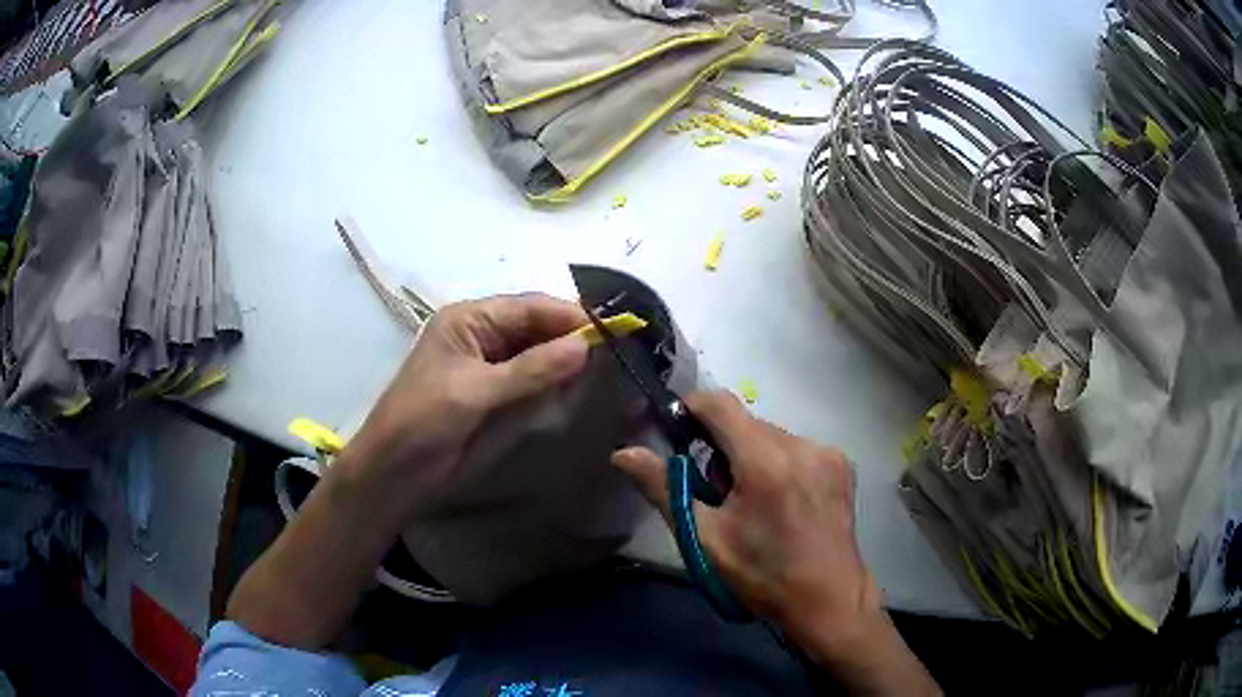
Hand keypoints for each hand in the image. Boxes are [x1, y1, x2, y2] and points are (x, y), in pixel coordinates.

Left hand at [224, 293, 589, 648]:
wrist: (396, 472)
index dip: (569, 316)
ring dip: (564, 360)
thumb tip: (584, 346)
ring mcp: (488, 365)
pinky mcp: (494, 394)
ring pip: (537, 353)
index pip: (529, 307)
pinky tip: (574, 388)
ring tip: (604, 368)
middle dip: (570, 337)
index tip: (612, 330)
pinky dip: (552, 383)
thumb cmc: (424, 421)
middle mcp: (481, 335)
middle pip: (535, 327)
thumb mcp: (476, 391)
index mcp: (469, 319)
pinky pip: (531, 380)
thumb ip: (531, 369)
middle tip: (615, 352)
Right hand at [612, 392, 937, 694]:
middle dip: (723, 448)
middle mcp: (801, 445)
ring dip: (752, 457)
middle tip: (718, 494)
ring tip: (754, 504)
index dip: (691, 409)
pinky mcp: (842, 465)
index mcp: (765, 461)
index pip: (719, 404)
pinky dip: (780, 464)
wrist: (827, 600)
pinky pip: (797, 448)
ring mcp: (827, 453)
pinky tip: (783, 503)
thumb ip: (663, 488)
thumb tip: (623, 453)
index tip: (678, 434)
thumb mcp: (704, 538)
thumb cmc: (761, 576)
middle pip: (746, 423)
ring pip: (772, 436)